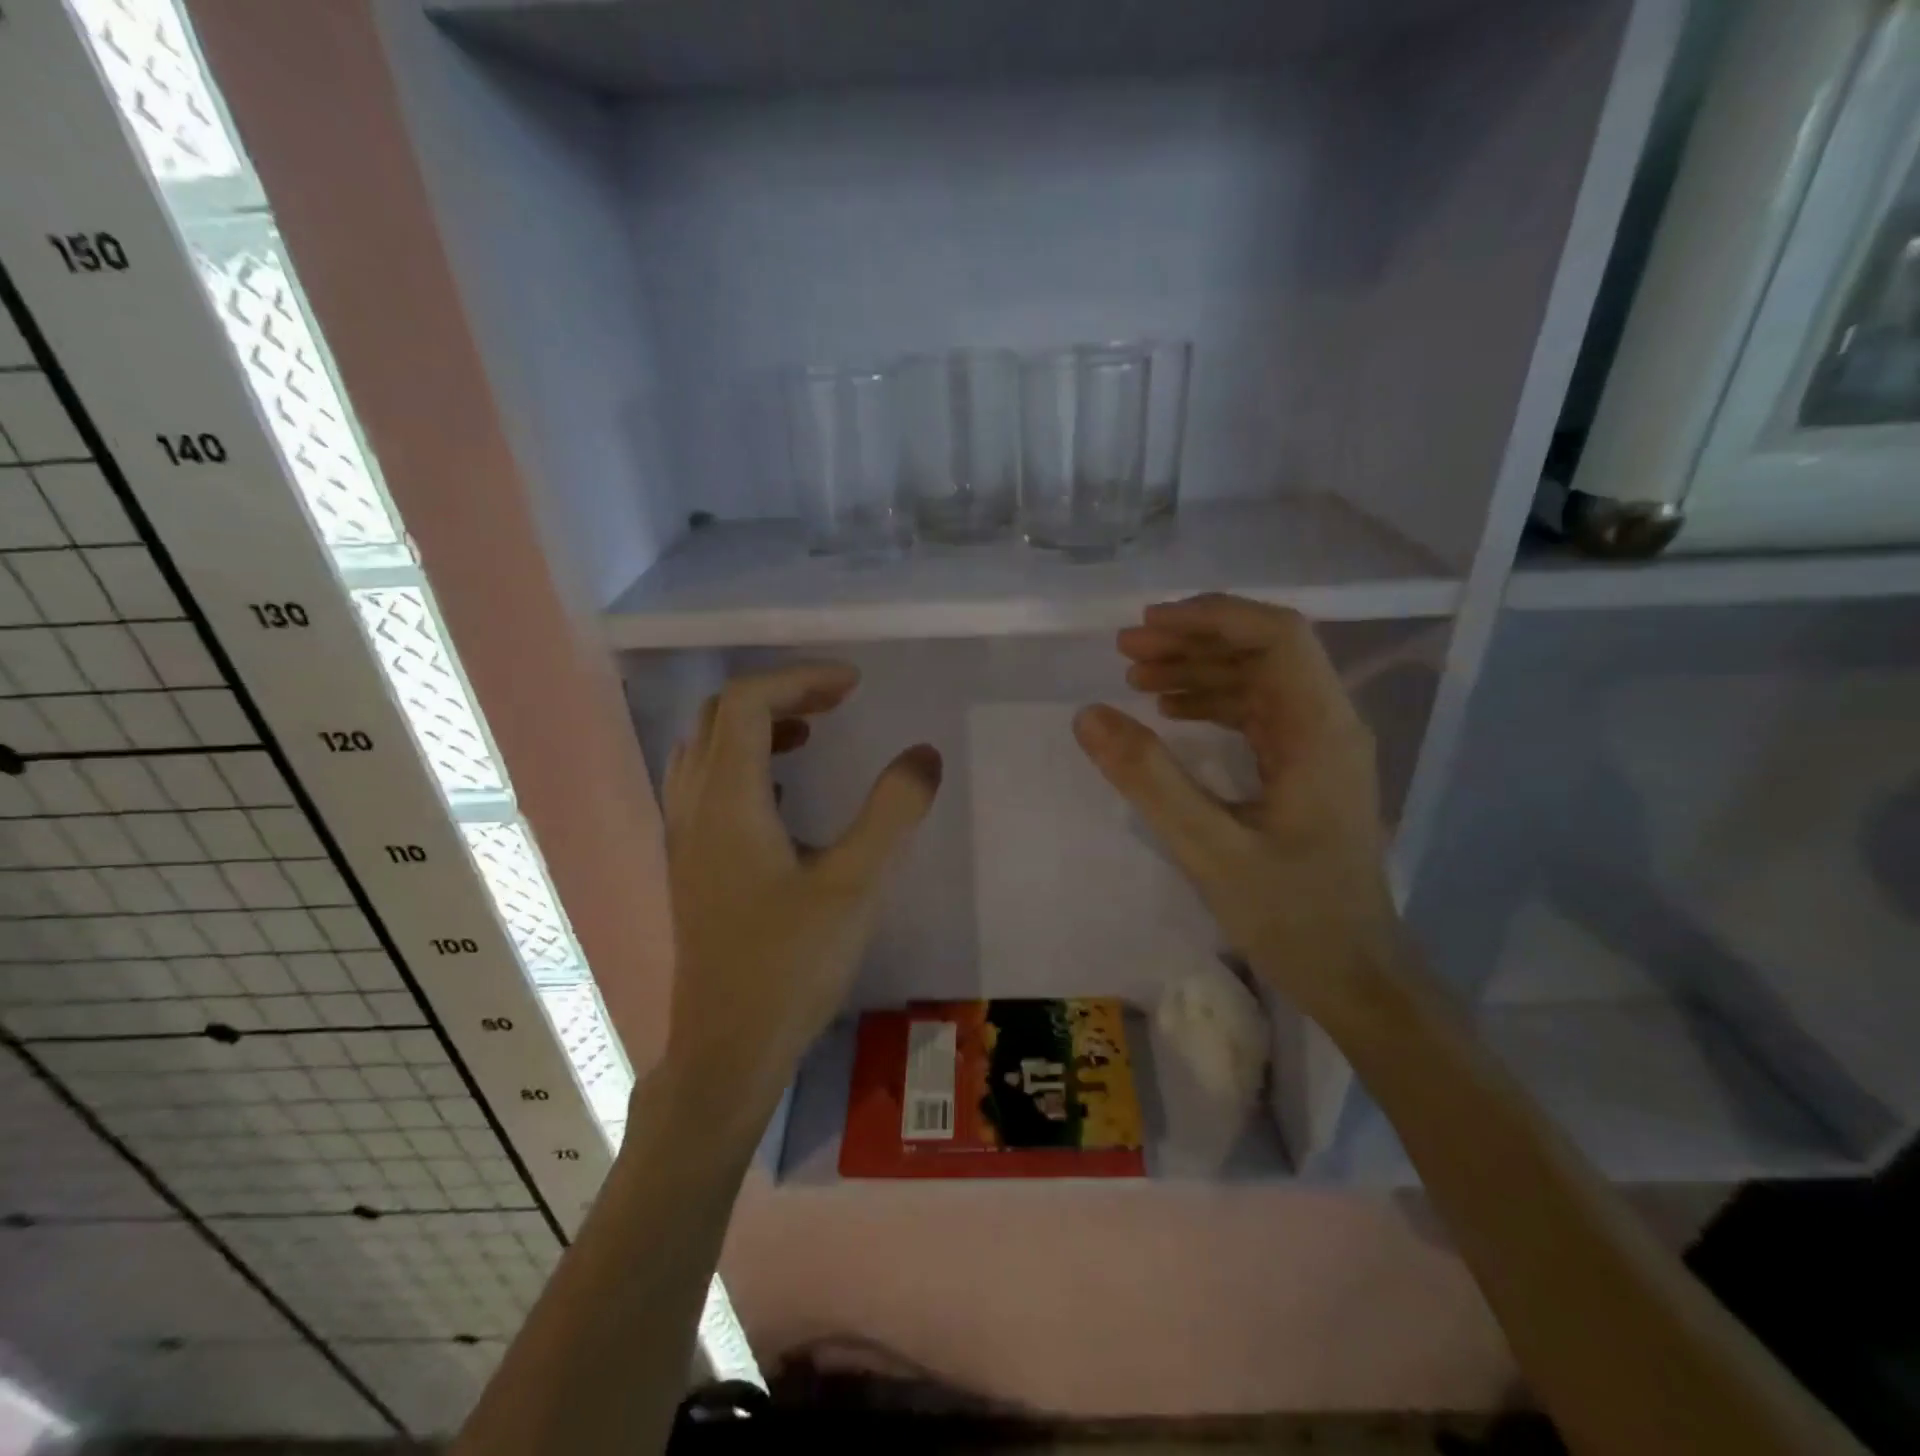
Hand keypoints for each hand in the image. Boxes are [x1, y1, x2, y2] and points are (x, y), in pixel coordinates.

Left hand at [662, 662, 941, 1112]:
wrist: (727, 1051)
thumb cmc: (790, 966)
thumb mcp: (855, 885)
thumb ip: (892, 812)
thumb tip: (923, 754)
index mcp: (728, 800)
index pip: (747, 702)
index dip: (800, 679)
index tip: (853, 685)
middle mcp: (694, 807)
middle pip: (720, 716)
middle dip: (779, 695)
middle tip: (836, 702)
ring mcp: (685, 837)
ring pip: (706, 749)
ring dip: (756, 727)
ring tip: (812, 735)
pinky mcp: (692, 865)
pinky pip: (707, 785)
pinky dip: (745, 763)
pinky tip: (786, 796)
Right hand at [1072, 594, 1402, 1022]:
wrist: (1354, 976)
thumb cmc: (1291, 916)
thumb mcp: (1209, 848)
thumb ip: (1149, 778)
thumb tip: (1089, 715)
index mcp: (1320, 730)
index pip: (1278, 636)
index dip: (1212, 617)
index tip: (1148, 625)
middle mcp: (1328, 724)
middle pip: (1265, 650)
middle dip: (1194, 639)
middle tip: (1126, 649)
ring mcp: (1320, 747)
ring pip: (1258, 679)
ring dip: (1198, 669)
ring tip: (1135, 674)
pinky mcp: (1305, 770)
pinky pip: (1257, 714)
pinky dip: (1211, 702)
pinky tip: (1170, 711)